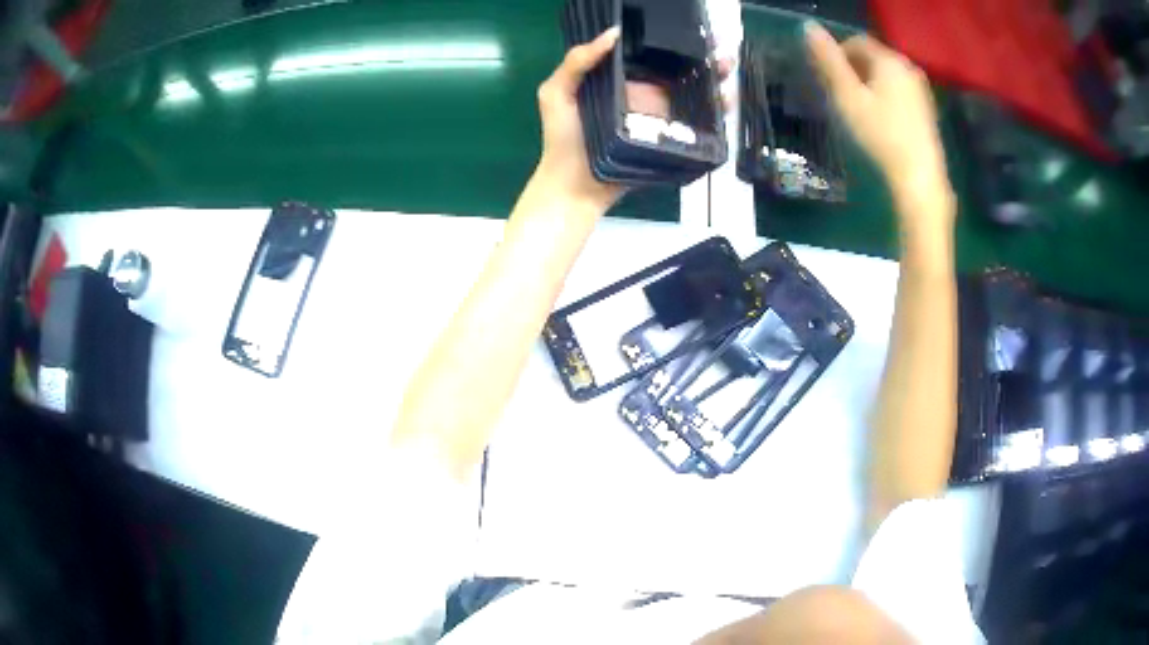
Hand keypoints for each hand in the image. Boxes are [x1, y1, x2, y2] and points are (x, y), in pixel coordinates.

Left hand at [534, 27, 732, 211]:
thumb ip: (577, 62)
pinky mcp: (669, 141)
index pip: (651, 56)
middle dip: (703, 60)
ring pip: (693, 95)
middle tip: (721, 50)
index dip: (672, 43)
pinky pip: (696, 125)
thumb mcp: (556, 93)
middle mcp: (644, 95)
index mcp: (620, 80)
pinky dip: (715, 114)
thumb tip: (614, 33)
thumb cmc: (563, 139)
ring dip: (714, 82)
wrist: (575, 188)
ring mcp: (659, 119)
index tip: (693, 32)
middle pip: (679, 73)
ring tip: (729, 70)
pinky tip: (727, 102)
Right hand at [805, 24, 952, 226]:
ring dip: (869, 83)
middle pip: (873, 56)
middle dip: (853, 69)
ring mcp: (920, 88)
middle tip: (840, 95)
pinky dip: (884, 95)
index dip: (837, 54)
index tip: (827, 78)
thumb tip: (808, 27)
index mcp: (889, 59)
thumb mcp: (848, 96)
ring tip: (858, 108)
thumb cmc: (881, 134)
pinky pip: (898, 89)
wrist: (919, 176)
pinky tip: (879, 118)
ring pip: (886, 74)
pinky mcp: (926, 108)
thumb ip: (829, 61)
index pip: (856, 41)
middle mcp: (907, 66)